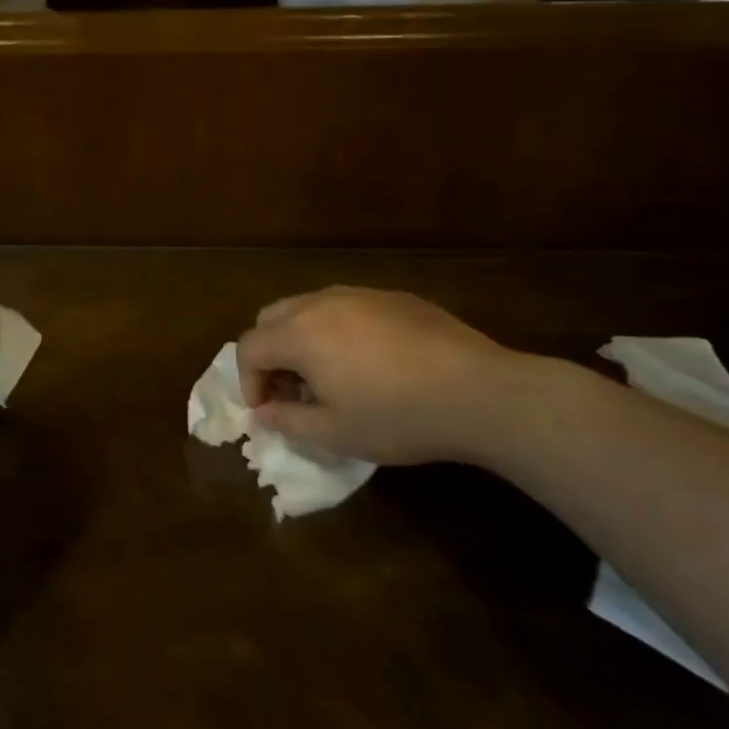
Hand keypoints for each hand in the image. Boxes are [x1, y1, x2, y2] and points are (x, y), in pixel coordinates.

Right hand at [236, 287, 539, 465]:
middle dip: (269, 354)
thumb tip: (264, 413)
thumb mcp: (335, 434)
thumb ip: (287, 422)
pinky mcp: (393, 297)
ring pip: (307, 307)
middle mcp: (320, 303)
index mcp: (299, 333)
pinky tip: (369, 362)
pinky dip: (336, 330)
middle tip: (292, 391)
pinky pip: (346, 306)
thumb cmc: (399, 417)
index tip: (267, 411)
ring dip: (300, 339)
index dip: (248, 381)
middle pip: (271, 317)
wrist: (480, 392)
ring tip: (328, 376)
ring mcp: (358, 294)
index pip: (249, 347)